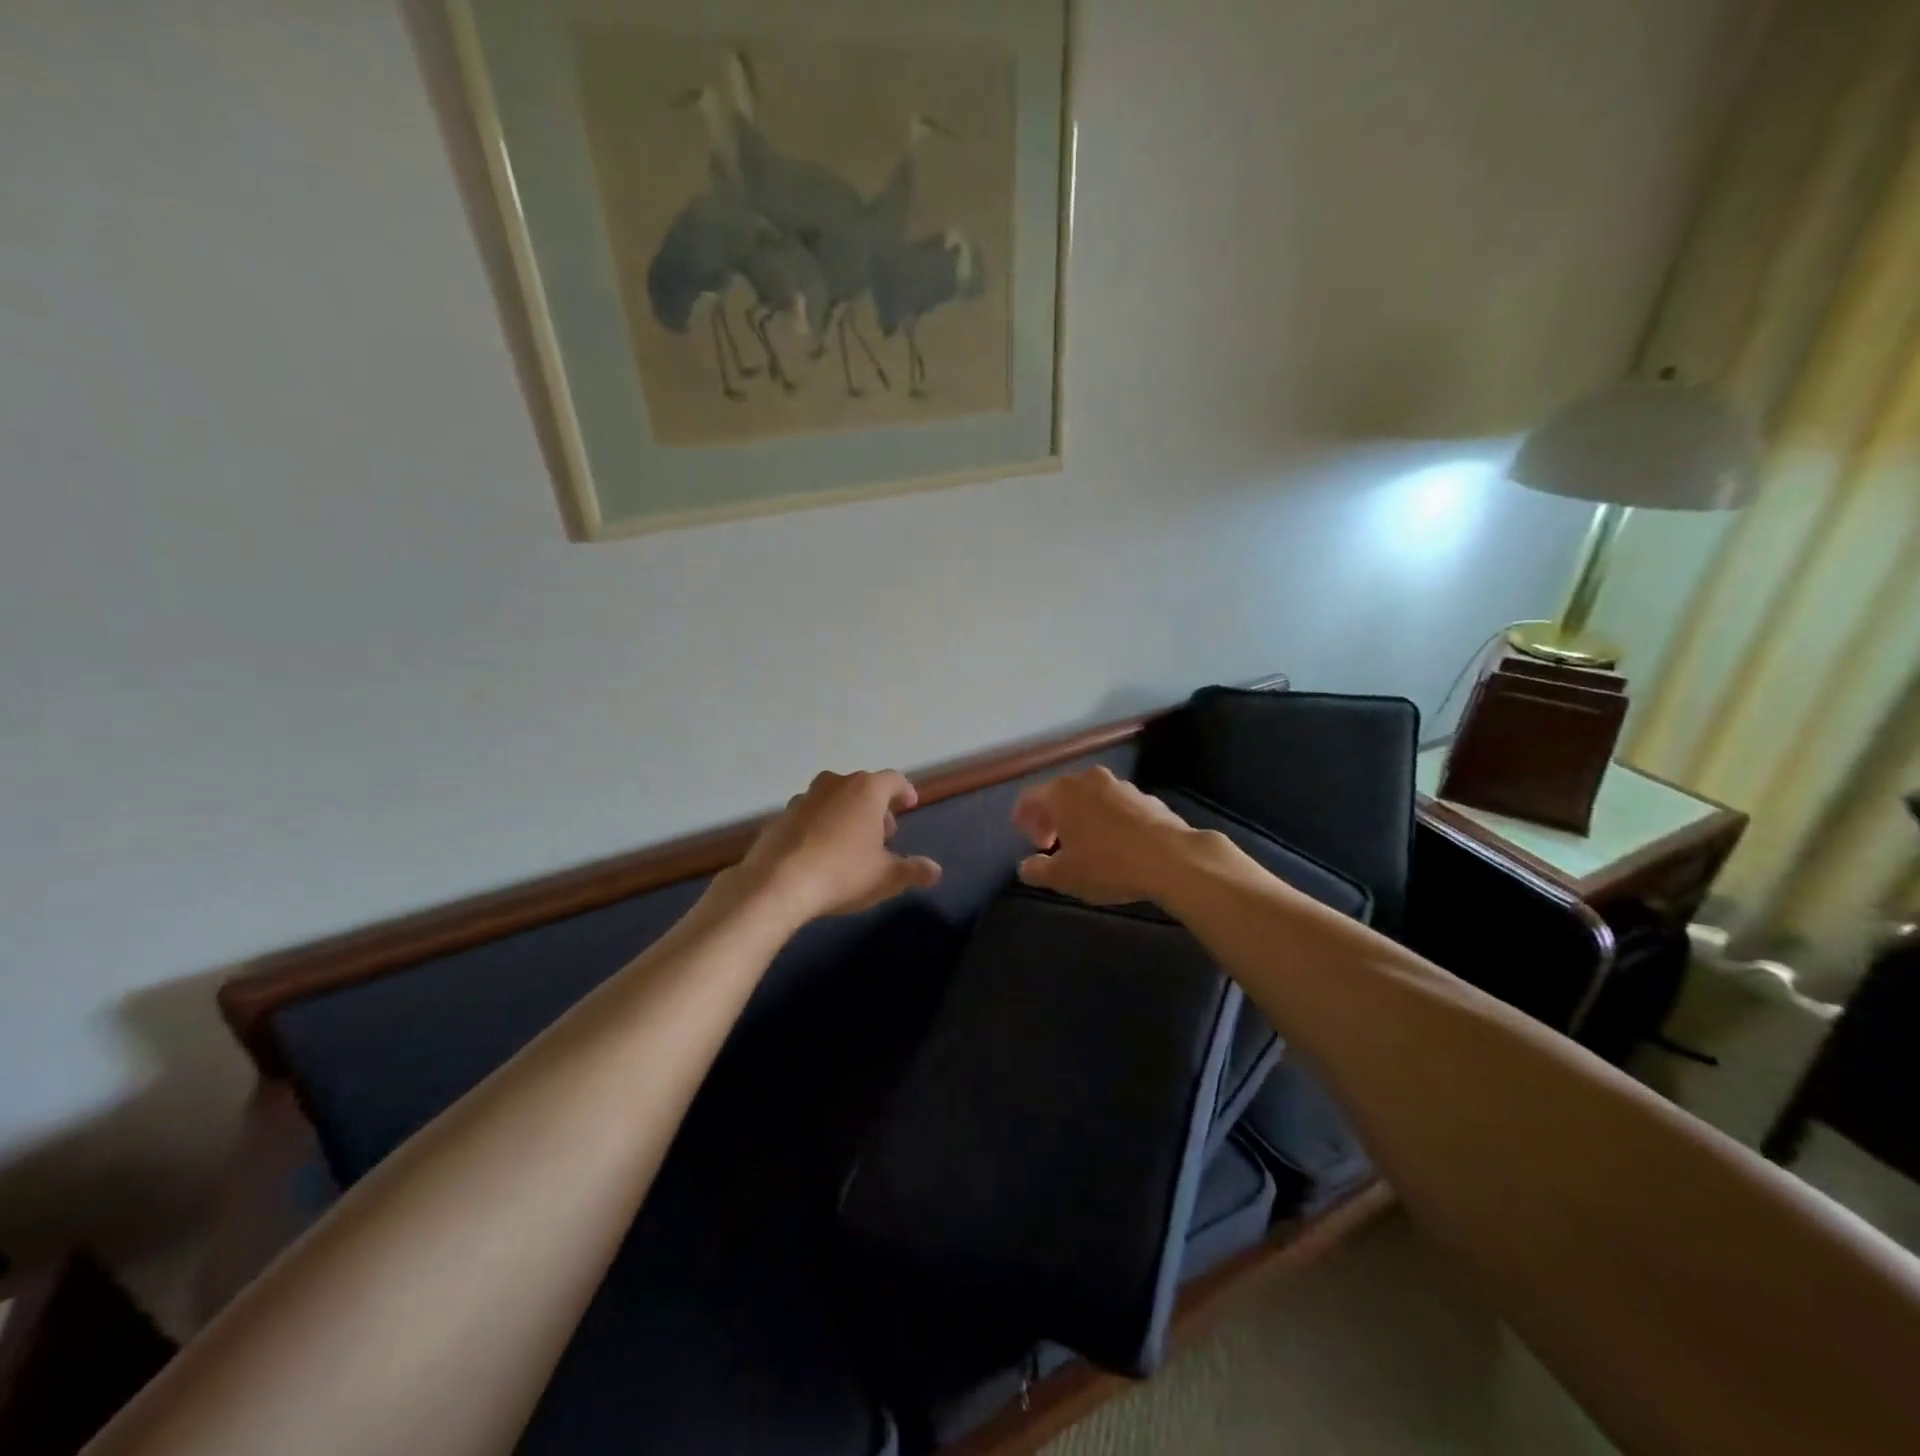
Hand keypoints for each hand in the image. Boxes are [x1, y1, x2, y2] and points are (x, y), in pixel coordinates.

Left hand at [735, 770, 942, 925]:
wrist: (777, 883)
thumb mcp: (886, 877)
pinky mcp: (780, 816)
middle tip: (883, 834)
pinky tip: (820, 852)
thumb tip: (935, 870)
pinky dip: (819, 826)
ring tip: (850, 842)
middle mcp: (835, 784)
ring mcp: (804, 798)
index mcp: (866, 790)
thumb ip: (913, 870)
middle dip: (875, 807)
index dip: (904, 791)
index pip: (893, 780)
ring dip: (845, 813)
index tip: (910, 804)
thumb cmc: (842, 873)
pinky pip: (809, 815)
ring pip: (833, 798)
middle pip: (862, 787)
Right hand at [1011, 766, 1197, 905]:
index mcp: (1062, 793)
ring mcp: (1120, 785)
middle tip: (1051, 844)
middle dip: (1051, 818)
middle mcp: (1088, 780)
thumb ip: (1038, 870)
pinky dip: (1107, 819)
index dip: (1023, 817)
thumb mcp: (1065, 876)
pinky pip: (1115, 805)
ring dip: (1080, 817)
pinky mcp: (1146, 797)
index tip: (1025, 837)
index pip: (1030, 798)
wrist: (1172, 859)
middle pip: (1060, 794)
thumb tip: (1026, 867)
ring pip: (1089, 797)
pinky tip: (1115, 844)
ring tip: (1084, 845)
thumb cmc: (1108, 865)